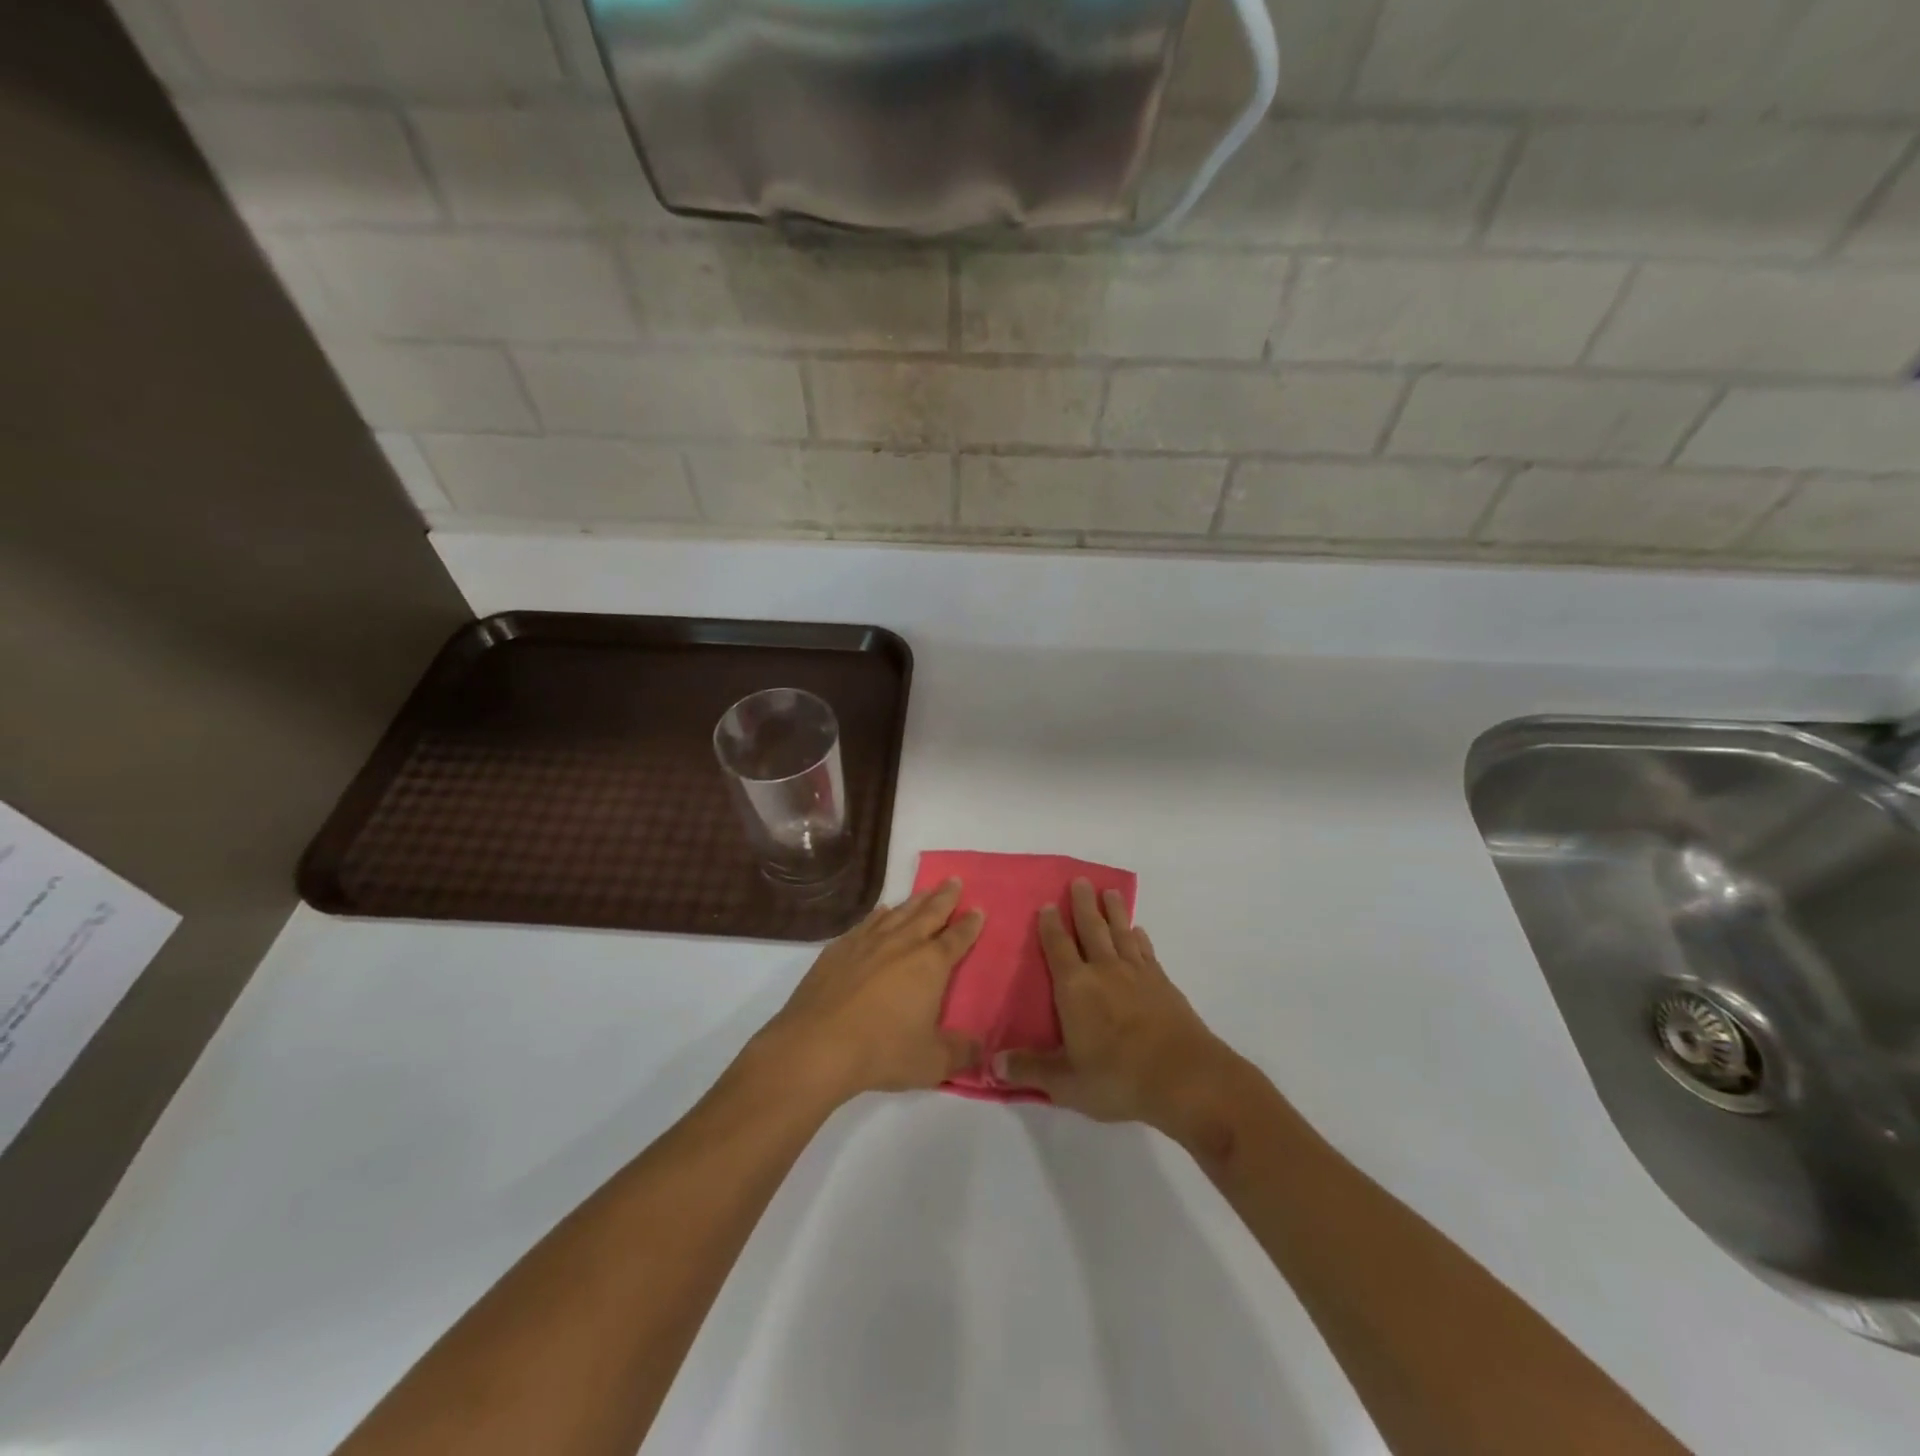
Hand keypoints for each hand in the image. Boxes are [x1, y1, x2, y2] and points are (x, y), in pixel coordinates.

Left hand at [754, 878, 985, 1104]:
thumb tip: (983, 1049)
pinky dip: (879, 915)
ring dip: (914, 901)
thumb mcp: (931, 1062)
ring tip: (924, 891)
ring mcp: (868, 943)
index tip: (979, 909)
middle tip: (954, 880)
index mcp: (930, 965)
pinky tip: (881, 912)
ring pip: (898, 913)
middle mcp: (902, 944)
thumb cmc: (882, 1052)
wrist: (817, 1046)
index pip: (957, 939)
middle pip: (929, 913)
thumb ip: (961, 1053)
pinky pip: (866, 923)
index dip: (970, 925)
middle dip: (945, 897)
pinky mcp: (839, 949)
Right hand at [997, 879, 1239, 1146]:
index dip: (1051, 926)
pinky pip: (1146, 952)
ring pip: (1121, 933)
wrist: (1185, 1078)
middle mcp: (1104, 971)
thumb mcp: (1067, 1083)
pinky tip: (1139, 932)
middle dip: (1084, 904)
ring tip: (1109, 893)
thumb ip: (1030, 1070)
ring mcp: (1137, 974)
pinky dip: (1140, 938)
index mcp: (1075, 988)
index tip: (1048, 905)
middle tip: (1081, 880)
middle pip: (1091, 929)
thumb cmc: (1118, 1078)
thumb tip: (994, 1064)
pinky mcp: (1163, 984)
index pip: (1058, 948)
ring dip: (1114, 912)